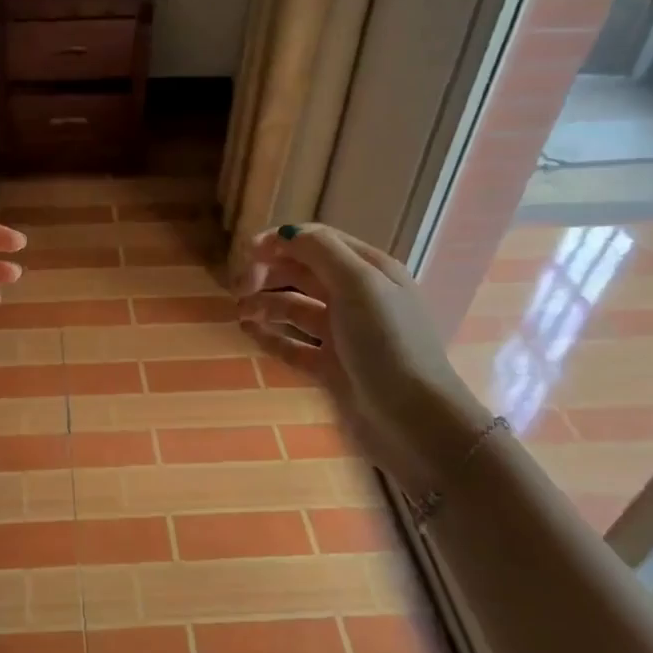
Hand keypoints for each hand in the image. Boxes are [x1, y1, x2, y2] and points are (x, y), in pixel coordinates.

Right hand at [235, 224, 494, 495]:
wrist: (414, 420)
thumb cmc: (387, 343)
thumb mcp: (359, 285)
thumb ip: (321, 252)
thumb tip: (284, 232)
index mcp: (369, 270)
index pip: (319, 241)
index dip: (282, 241)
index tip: (247, 252)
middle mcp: (356, 298)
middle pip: (303, 272)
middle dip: (269, 272)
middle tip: (239, 288)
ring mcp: (343, 335)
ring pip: (294, 308)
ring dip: (265, 303)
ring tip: (239, 312)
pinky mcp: (331, 368)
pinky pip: (292, 345)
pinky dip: (269, 335)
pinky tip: (248, 332)